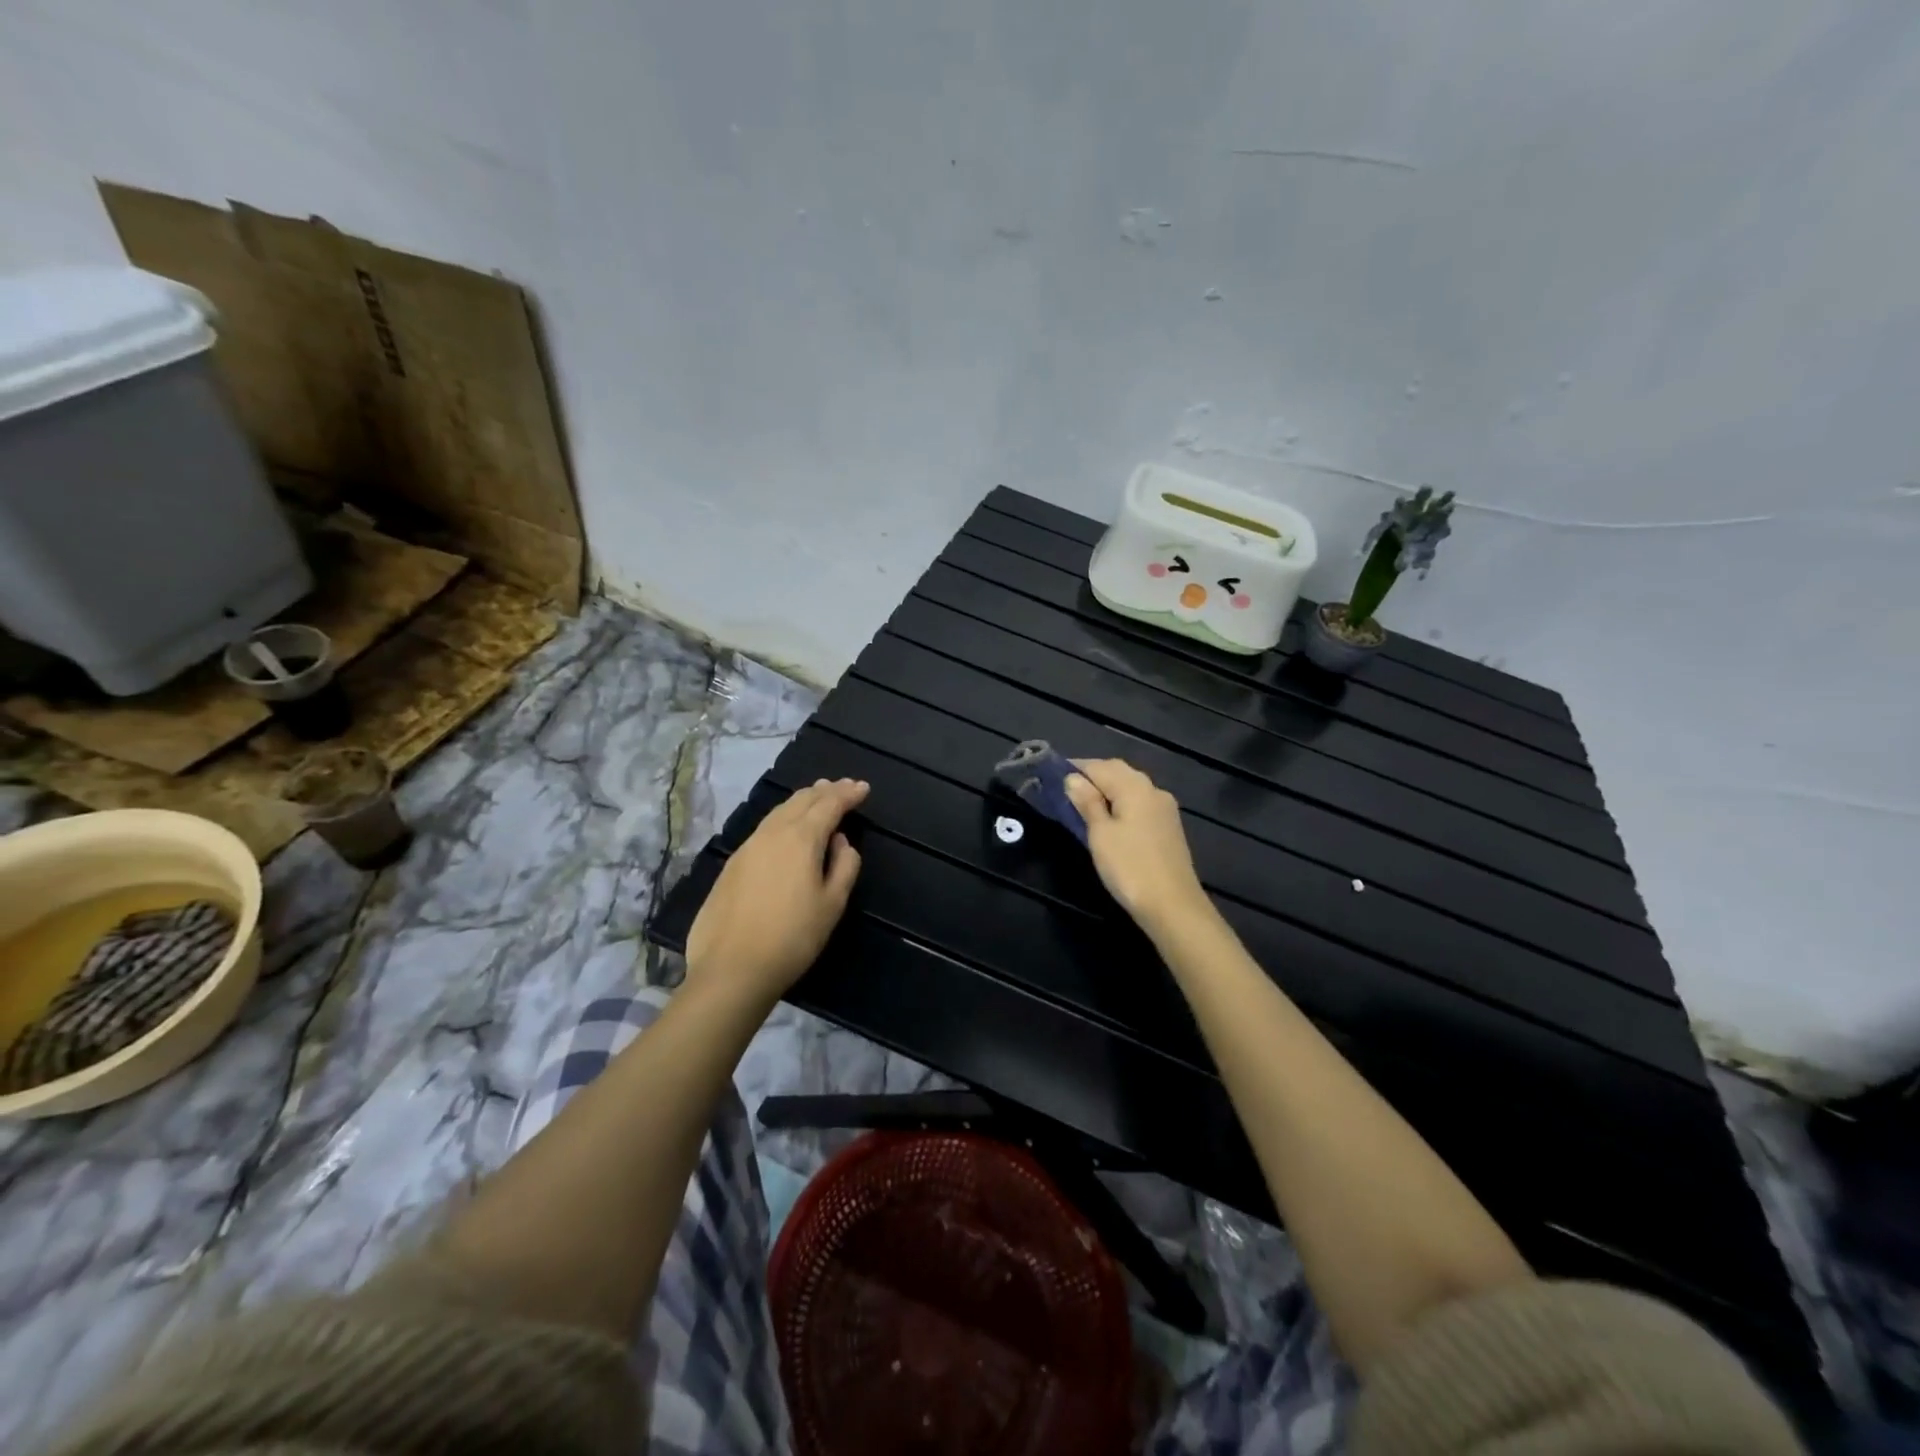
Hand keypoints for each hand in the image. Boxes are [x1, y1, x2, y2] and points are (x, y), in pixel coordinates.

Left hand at [686, 778, 867, 1002]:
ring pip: (779, 811)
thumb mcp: (832, 904)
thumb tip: (841, 842)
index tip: (863, 788)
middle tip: (842, 786)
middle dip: (825, 791)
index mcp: (801, 838)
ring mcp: (747, 847)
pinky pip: (764, 828)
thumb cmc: (793, 937)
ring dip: (802, 801)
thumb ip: (844, 866)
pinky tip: (786, 827)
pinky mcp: (731, 864)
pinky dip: (783, 818)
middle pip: (801, 801)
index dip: (848, 793)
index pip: (829, 804)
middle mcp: (772, 833)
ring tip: (816, 797)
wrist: (731, 968)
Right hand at [1064, 759, 1211, 932]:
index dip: (1075, 768)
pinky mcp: (1168, 827)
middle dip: (1092, 776)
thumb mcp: (1100, 834)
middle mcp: (1153, 790)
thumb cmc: (1130, 868)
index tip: (1052, 776)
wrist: (1173, 906)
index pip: (1099, 766)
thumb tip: (1072, 778)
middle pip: (1118, 772)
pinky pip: (1140, 804)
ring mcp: (1164, 809)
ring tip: (1083, 804)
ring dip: (1107, 790)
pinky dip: (1121, 804)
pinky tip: (1109, 819)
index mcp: (1135, 787)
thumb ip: (1087, 803)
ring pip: (1131, 788)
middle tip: (1066, 790)